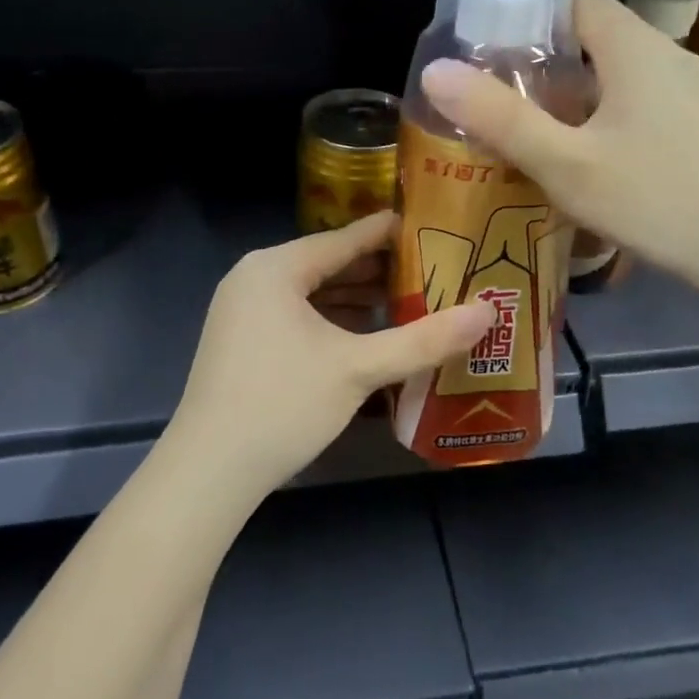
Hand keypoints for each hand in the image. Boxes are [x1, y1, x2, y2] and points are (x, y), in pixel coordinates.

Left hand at [162, 212, 495, 496]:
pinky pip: (296, 317)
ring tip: (409, 302)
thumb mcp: (359, 368)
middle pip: (328, 265)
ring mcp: (242, 312)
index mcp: (275, 268)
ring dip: (357, 300)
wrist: (209, 470)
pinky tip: (366, 336)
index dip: (390, 234)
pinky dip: (331, 322)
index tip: (432, 227)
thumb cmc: (283, 403)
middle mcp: (254, 279)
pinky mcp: (241, 343)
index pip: (344, 239)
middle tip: (433, 271)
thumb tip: (489, 312)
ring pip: (311, 294)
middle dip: (378, 272)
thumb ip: (424, 339)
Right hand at [419, 0, 698, 305]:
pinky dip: (616, 123)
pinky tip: (604, 170)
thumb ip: (500, 119)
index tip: (492, 56)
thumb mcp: (566, 165)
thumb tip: (435, 72)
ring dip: (583, 100)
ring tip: (544, 140)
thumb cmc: (659, 200)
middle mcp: (674, 59)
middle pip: (601, 41)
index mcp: (636, 50)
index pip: (577, 2)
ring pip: (627, 80)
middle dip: (550, 67)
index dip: (531, 20)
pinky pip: (652, 109)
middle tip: (506, 106)